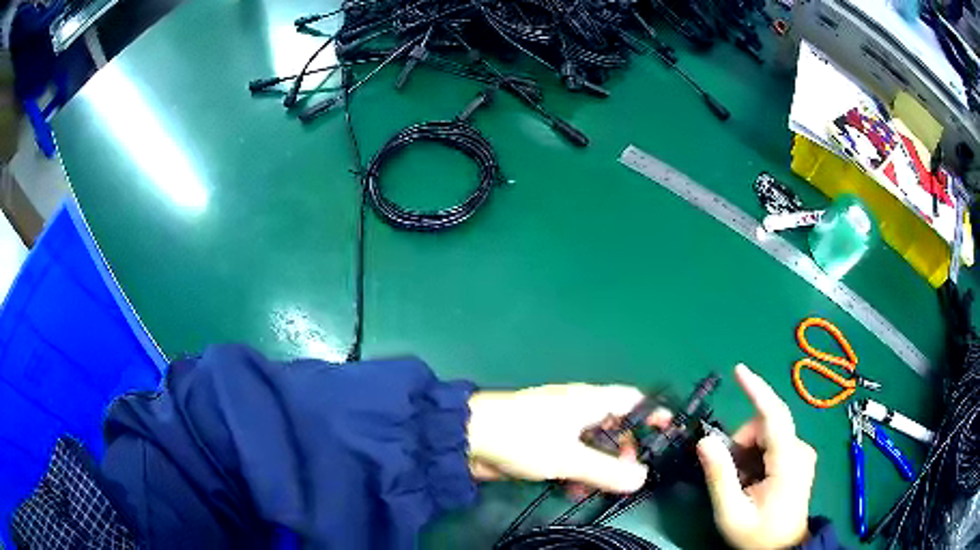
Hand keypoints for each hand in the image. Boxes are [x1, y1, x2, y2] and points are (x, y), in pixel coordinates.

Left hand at [467, 384, 649, 492]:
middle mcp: (578, 410)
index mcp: (589, 401)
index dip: (653, 413)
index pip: (632, 400)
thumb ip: (607, 470)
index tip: (668, 432)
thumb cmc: (522, 437)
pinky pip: (571, 457)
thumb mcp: (568, 457)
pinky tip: (572, 490)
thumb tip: (642, 478)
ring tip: (597, 488)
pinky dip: (577, 472)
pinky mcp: (542, 445)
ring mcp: (559, 428)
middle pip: (615, 427)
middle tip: (629, 474)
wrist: (466, 439)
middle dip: (625, 451)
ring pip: (593, 447)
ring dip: (599, 467)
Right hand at [697, 364, 816, 549]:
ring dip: (748, 452)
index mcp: (788, 462)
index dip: (757, 390)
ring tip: (742, 483)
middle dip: (741, 444)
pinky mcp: (799, 456)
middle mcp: (800, 449)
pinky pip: (773, 442)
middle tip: (731, 476)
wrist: (783, 548)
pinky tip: (753, 478)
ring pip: (768, 433)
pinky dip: (756, 455)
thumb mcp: (731, 514)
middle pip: (765, 426)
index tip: (739, 369)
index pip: (773, 416)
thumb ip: (719, 477)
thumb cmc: (757, 535)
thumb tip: (705, 441)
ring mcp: (802, 452)